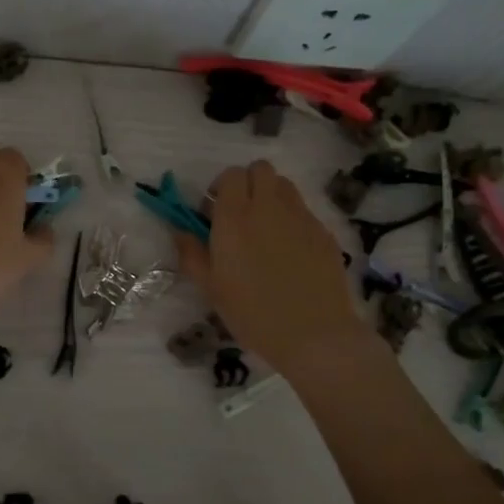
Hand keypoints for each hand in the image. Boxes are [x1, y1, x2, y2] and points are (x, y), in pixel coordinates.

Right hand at [173, 160, 365, 373]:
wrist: (314, 335)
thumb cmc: (252, 313)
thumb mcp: (210, 287)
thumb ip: (191, 253)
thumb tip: (180, 231)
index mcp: (234, 217)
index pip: (230, 175)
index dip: (221, 188)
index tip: (214, 213)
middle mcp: (268, 207)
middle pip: (260, 169)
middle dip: (248, 183)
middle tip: (239, 215)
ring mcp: (301, 217)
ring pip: (284, 185)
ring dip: (271, 196)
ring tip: (265, 229)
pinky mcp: (324, 232)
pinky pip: (303, 211)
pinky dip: (292, 219)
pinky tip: (290, 253)